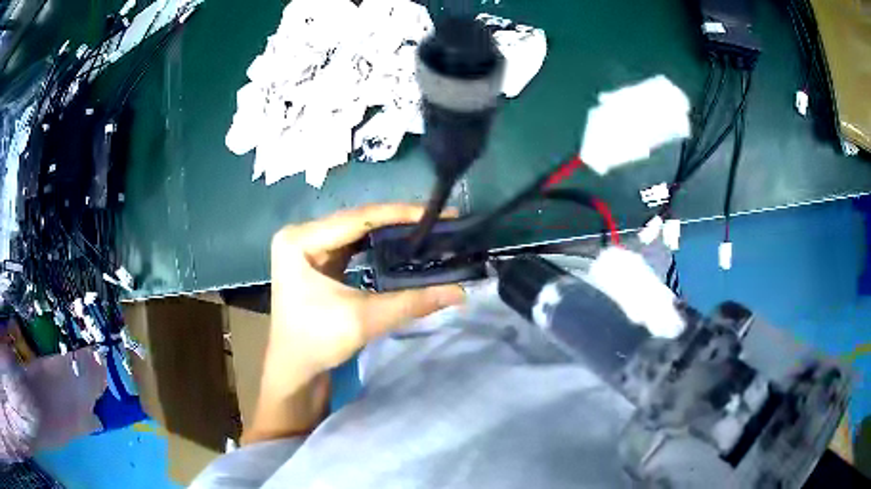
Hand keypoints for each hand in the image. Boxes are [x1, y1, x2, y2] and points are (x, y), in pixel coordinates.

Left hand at [269, 203, 464, 374]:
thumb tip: (460, 293)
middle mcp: (301, 234)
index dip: (400, 214)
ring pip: (357, 230)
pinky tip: (402, 245)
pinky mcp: (316, 258)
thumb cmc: (317, 342)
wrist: (294, 368)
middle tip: (439, 223)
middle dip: (399, 222)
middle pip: (357, 220)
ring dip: (390, 232)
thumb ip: (411, 302)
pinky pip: (352, 244)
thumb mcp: (364, 319)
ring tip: (427, 231)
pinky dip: (378, 245)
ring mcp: (307, 245)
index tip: (438, 215)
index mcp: (299, 239)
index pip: (357, 217)